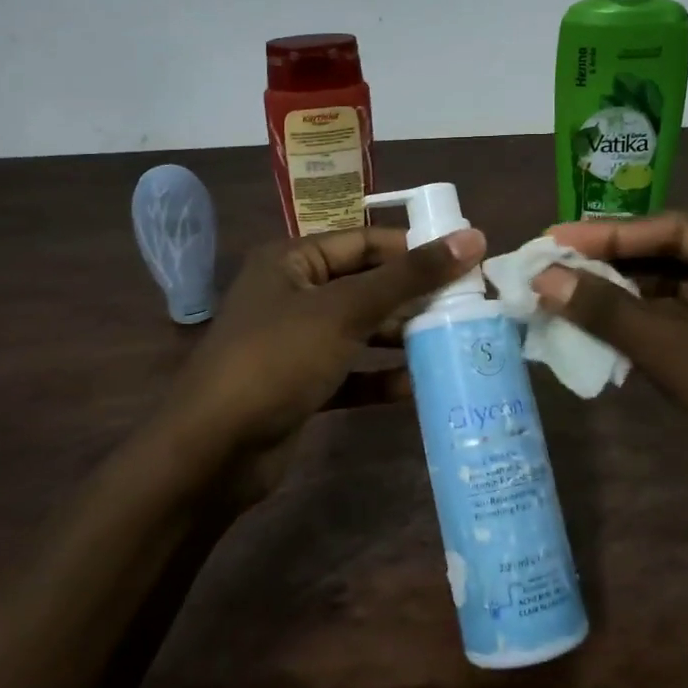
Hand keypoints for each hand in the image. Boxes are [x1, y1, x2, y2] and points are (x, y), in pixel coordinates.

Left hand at [162, 225, 485, 497]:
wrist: (214, 450)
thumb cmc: (278, 359)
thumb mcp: (346, 311)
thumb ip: (410, 276)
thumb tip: (473, 237)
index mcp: (293, 261)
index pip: (365, 242)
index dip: (415, 248)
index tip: (466, 261)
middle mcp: (293, 294)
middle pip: (366, 286)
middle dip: (412, 297)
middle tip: (467, 305)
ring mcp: (295, 342)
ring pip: (360, 330)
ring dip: (400, 337)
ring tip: (451, 341)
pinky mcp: (301, 384)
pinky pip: (351, 372)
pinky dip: (379, 377)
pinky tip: (415, 386)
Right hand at [533, 214, 687, 557]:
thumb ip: (619, 317)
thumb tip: (547, 277)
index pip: (685, 231)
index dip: (614, 235)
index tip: (556, 239)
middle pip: (684, 259)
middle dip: (618, 264)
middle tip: (554, 264)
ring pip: (683, 297)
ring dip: (628, 298)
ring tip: (565, 293)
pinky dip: (647, 332)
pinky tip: (601, 330)